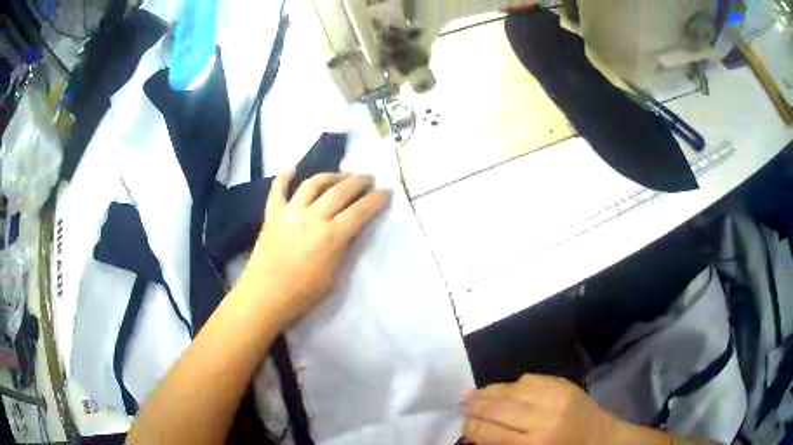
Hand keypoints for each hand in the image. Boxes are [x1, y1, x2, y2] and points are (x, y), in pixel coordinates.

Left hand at [236, 170, 390, 327]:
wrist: (265, 296)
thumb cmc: (303, 294)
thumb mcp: (334, 276)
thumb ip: (343, 248)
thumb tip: (349, 230)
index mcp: (331, 236)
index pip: (360, 211)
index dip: (376, 200)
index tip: (387, 191)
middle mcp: (312, 217)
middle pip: (340, 191)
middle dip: (358, 181)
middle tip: (368, 178)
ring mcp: (290, 212)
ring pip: (313, 184)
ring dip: (330, 176)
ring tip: (341, 175)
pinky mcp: (272, 214)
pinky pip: (278, 189)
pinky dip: (285, 177)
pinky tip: (293, 169)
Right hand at [463, 375, 618, 444]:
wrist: (602, 439)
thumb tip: (475, 436)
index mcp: (535, 444)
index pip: (490, 433)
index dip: (471, 428)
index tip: (462, 425)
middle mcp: (544, 418)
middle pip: (499, 409)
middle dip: (476, 406)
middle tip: (462, 405)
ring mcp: (557, 397)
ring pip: (512, 389)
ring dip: (489, 391)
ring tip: (475, 394)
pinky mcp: (566, 384)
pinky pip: (532, 379)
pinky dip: (515, 384)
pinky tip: (506, 389)